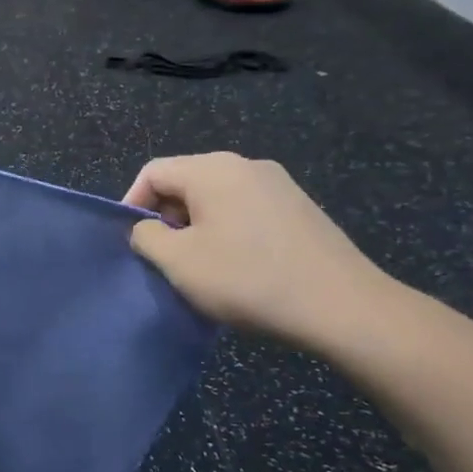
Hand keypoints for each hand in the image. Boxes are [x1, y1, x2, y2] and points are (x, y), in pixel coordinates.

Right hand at [124, 152, 395, 352]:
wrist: (342, 306)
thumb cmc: (248, 279)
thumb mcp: (179, 262)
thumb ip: (147, 237)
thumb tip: (146, 228)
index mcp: (212, 169)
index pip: (153, 172)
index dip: (132, 204)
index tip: (131, 242)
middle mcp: (246, 165)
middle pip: (186, 181)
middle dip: (166, 217)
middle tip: (164, 258)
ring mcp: (279, 184)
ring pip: (217, 197)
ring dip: (197, 227)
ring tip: (199, 266)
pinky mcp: (300, 208)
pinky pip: (246, 210)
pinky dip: (228, 231)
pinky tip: (238, 267)